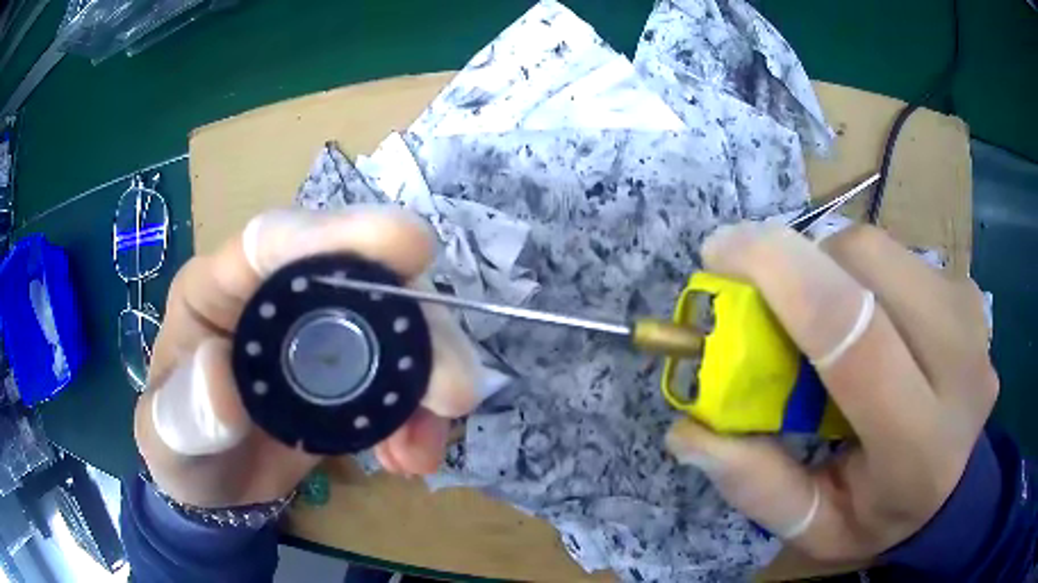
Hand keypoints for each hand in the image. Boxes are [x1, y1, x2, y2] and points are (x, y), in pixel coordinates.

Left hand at [135, 207, 481, 507]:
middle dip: (415, 326)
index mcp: (220, 287)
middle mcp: (277, 297)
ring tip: (424, 448)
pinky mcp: (348, 376)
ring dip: (427, 382)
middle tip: (453, 391)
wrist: (214, 489)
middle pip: (359, 280)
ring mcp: (318, 334)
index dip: (337, 232)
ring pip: (395, 329)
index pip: (275, 240)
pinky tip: (410, 459)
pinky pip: (400, 381)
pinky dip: (419, 417)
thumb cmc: (178, 450)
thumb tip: (219, 372)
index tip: (408, 243)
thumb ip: (182, 414)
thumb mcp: (165, 439)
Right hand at [665, 223, 997, 561]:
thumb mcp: (813, 527)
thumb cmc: (881, 515)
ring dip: (832, 269)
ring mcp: (972, 318)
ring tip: (825, 320)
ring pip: (880, 249)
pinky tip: (868, 318)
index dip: (782, 275)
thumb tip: (689, 429)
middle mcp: (961, 367)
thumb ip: (756, 486)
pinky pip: (898, 254)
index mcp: (919, 446)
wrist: (953, 487)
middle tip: (771, 302)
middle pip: (866, 264)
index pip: (855, 335)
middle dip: (803, 264)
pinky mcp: (969, 292)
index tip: (721, 253)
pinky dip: (862, 273)